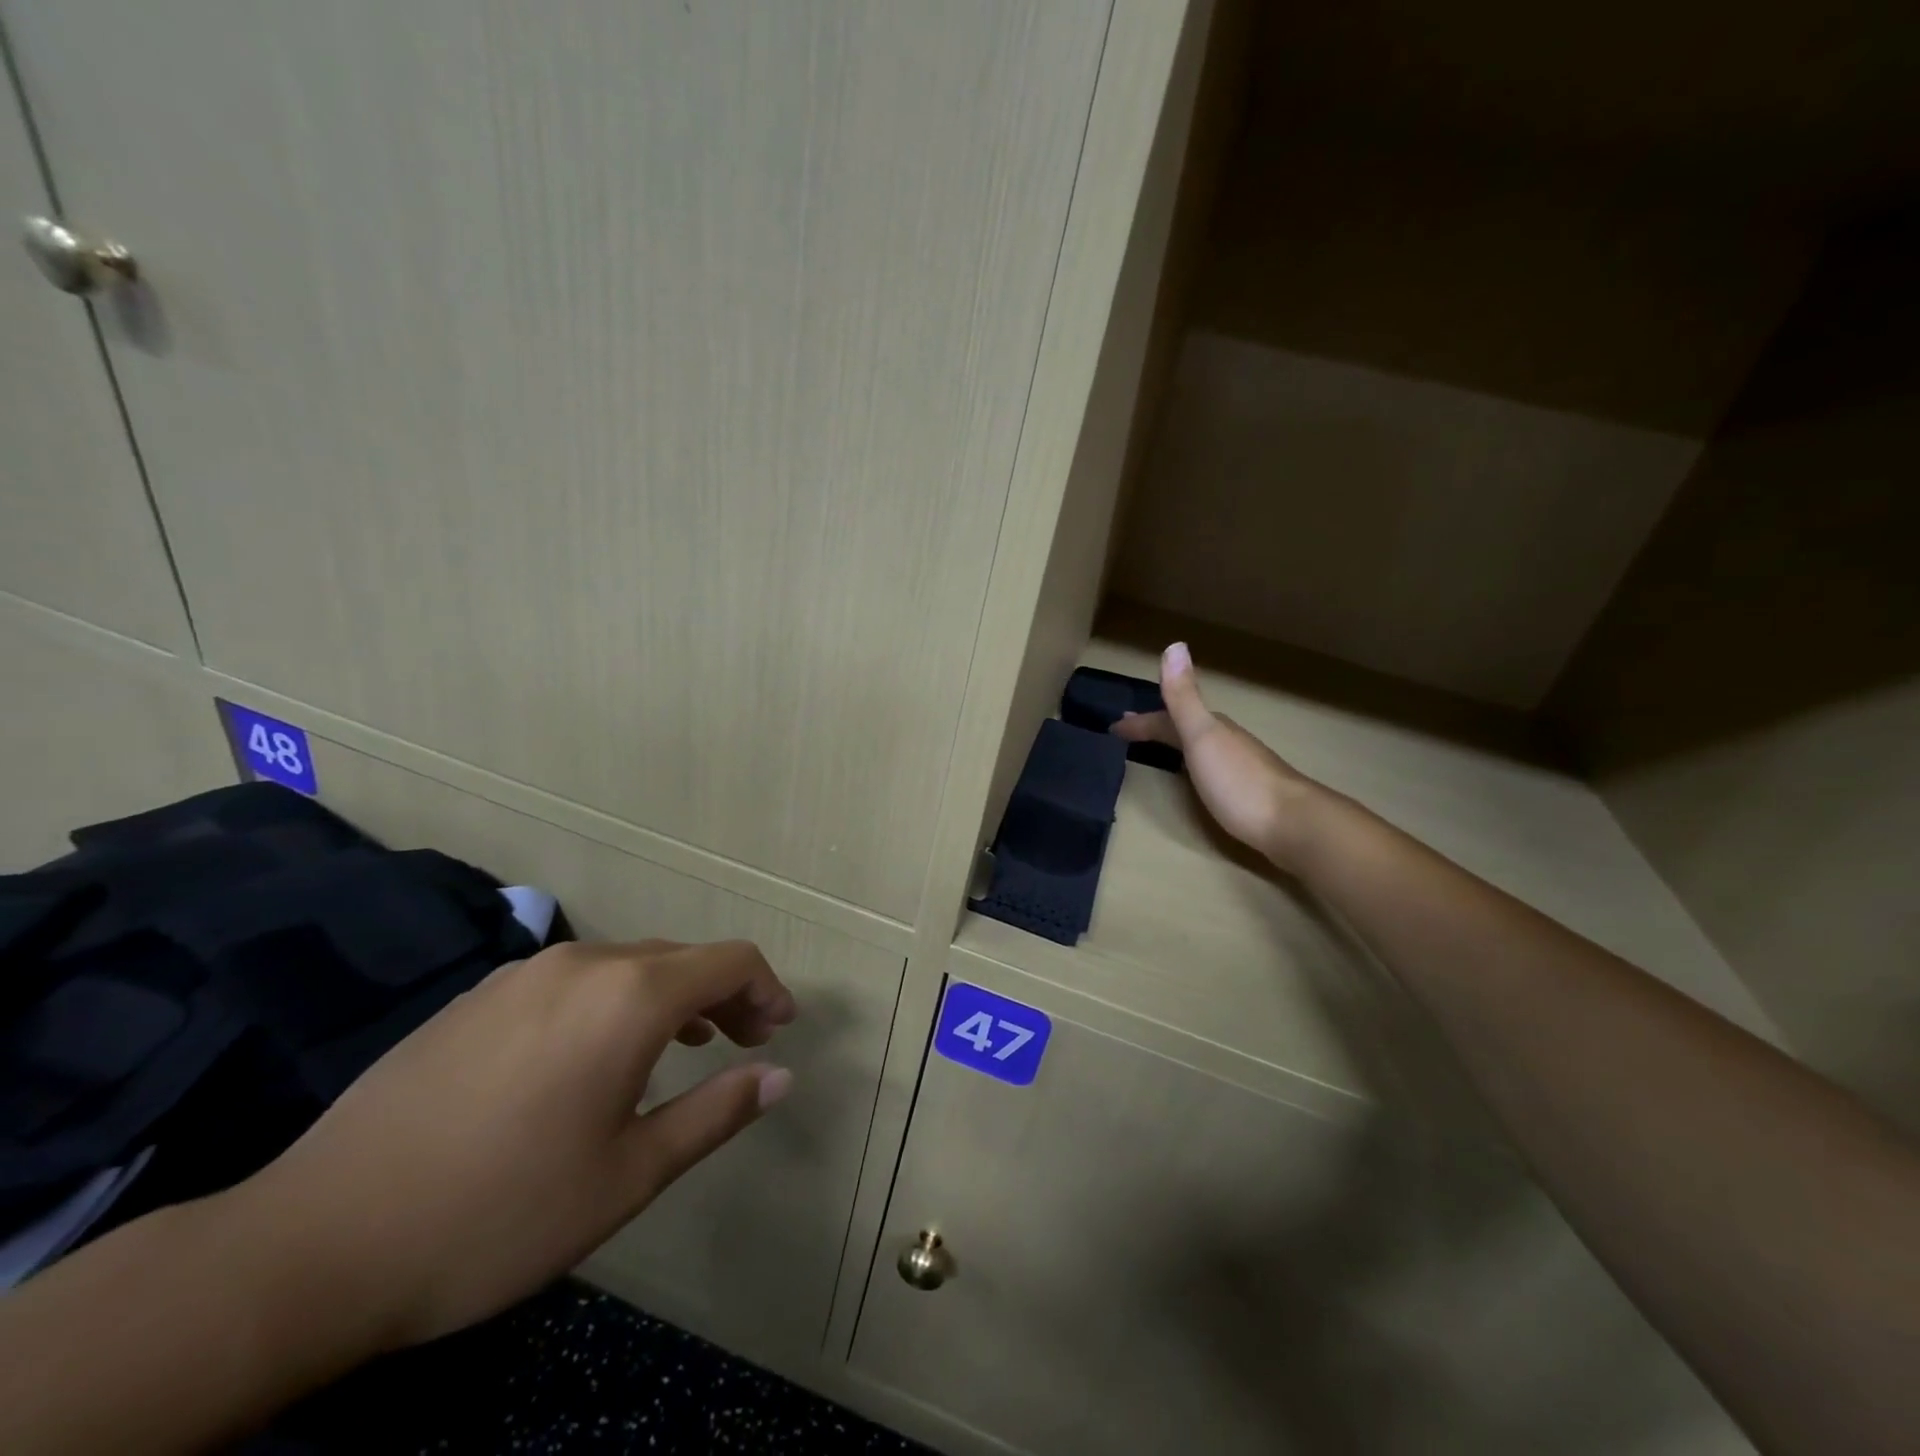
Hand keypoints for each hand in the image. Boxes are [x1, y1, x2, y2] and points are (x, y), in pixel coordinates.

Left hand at [239, 939, 795, 1349]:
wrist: (318, 1240)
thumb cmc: (498, 1213)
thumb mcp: (628, 1176)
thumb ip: (716, 1113)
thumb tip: (780, 1076)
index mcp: (629, 997)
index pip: (729, 962)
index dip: (767, 989)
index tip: (779, 1031)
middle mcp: (584, 963)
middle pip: (681, 957)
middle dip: (724, 994)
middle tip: (742, 1044)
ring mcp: (524, 973)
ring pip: (628, 964)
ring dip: (671, 996)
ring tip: (682, 1047)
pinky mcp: (480, 994)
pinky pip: (575, 979)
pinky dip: (614, 1000)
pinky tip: (594, 1055)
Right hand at [1112, 642, 1319, 869]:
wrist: (1293, 824)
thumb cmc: (1239, 782)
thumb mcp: (1203, 736)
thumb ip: (1185, 698)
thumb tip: (1174, 645)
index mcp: (1212, 728)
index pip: (1167, 717)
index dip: (1140, 721)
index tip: (1113, 727)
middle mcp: (1226, 741)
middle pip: (1185, 728)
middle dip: (1157, 726)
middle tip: (1130, 731)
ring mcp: (1240, 766)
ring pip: (1200, 747)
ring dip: (1176, 744)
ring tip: (1158, 751)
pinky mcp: (1248, 792)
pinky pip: (1210, 769)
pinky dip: (1193, 766)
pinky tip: (1197, 780)